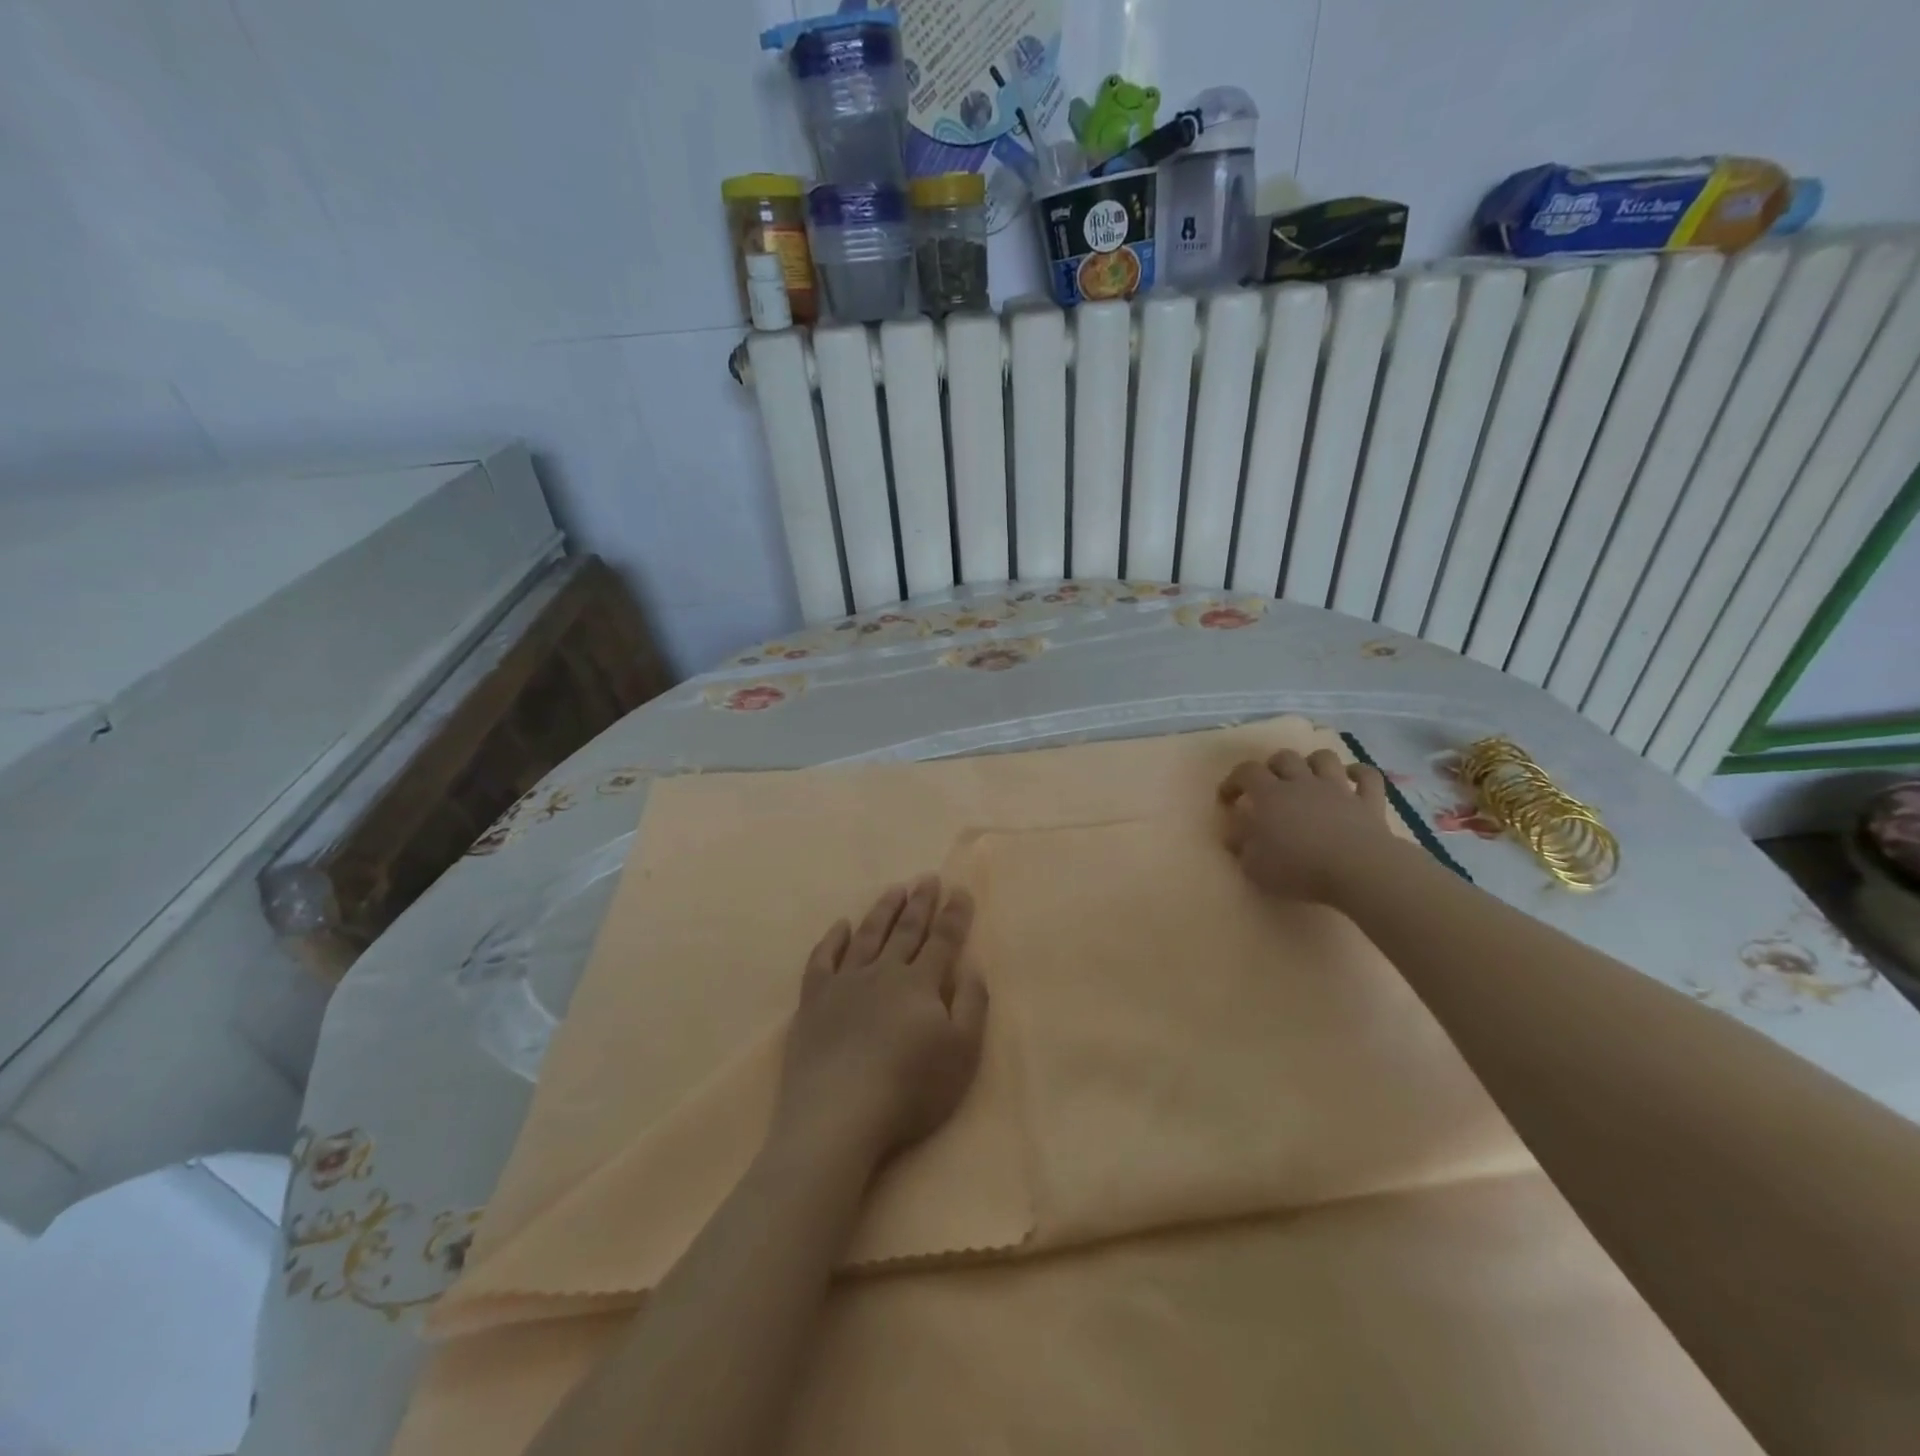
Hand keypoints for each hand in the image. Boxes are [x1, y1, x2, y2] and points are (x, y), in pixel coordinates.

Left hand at [771, 876, 988, 1170]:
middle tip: (927, 877)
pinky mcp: (814, 1001)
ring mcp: (845, 984)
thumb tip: (973, 967)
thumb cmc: (910, 1088)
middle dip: (920, 902)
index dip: (954, 915)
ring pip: (867, 936)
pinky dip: (832, 939)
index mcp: (920, 983)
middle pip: (905, 930)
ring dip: (883, 911)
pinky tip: (840, 925)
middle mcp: (883, 973)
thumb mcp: (961, 1053)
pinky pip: (823, 959)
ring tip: (894, 889)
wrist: (839, 1115)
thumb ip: (971, 1005)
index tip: (960, 889)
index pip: (942, 940)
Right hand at [1218, 748, 1392, 904]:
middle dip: (1272, 766)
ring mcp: (1337, 789)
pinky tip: (1352, 778)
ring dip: (1313, 762)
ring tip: (1308, 777)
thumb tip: (1233, 835)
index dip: (1233, 780)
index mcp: (1270, 795)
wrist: (1357, 870)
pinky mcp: (1367, 801)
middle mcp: (1302, 783)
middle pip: (1284, 757)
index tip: (1227, 798)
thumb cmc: (1298, 868)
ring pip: (1324, 758)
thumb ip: (1241, 846)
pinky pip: (1367, 776)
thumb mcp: (1254, 865)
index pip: (1245, 772)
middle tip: (1268, 786)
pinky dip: (1359, 773)